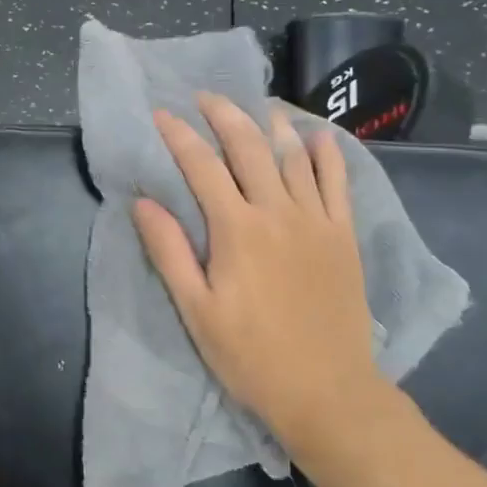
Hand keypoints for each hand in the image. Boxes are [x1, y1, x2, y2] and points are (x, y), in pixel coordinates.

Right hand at [131, 94, 393, 448]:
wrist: (326, 390)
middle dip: (225, 115)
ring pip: (294, 156)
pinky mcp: (343, 236)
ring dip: (272, 124)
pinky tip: (317, 137)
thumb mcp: (196, 310)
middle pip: (250, 147)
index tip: (161, 114)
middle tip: (206, 96)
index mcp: (237, 230)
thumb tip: (143, 202)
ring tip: (256, 104)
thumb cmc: (250, 355)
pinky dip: (326, 154)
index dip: (179, 136)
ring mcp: (317, 221)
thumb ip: (169, 251)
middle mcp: (278, 212)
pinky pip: (338, 182)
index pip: (202, 167)